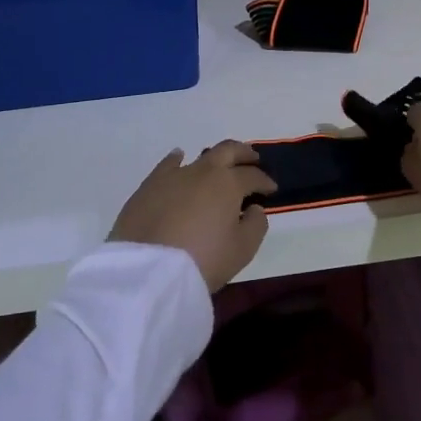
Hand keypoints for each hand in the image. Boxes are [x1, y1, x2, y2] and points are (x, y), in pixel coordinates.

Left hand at [110, 140, 276, 291]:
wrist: (149, 269)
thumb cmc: (203, 259)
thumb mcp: (242, 249)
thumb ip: (255, 224)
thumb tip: (254, 208)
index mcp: (228, 183)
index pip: (253, 176)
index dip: (265, 181)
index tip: (271, 190)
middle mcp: (203, 171)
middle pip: (228, 151)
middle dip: (244, 154)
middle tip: (253, 159)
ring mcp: (174, 175)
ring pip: (199, 156)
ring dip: (215, 158)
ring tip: (220, 166)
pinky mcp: (149, 185)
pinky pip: (168, 165)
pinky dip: (177, 159)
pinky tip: (179, 157)